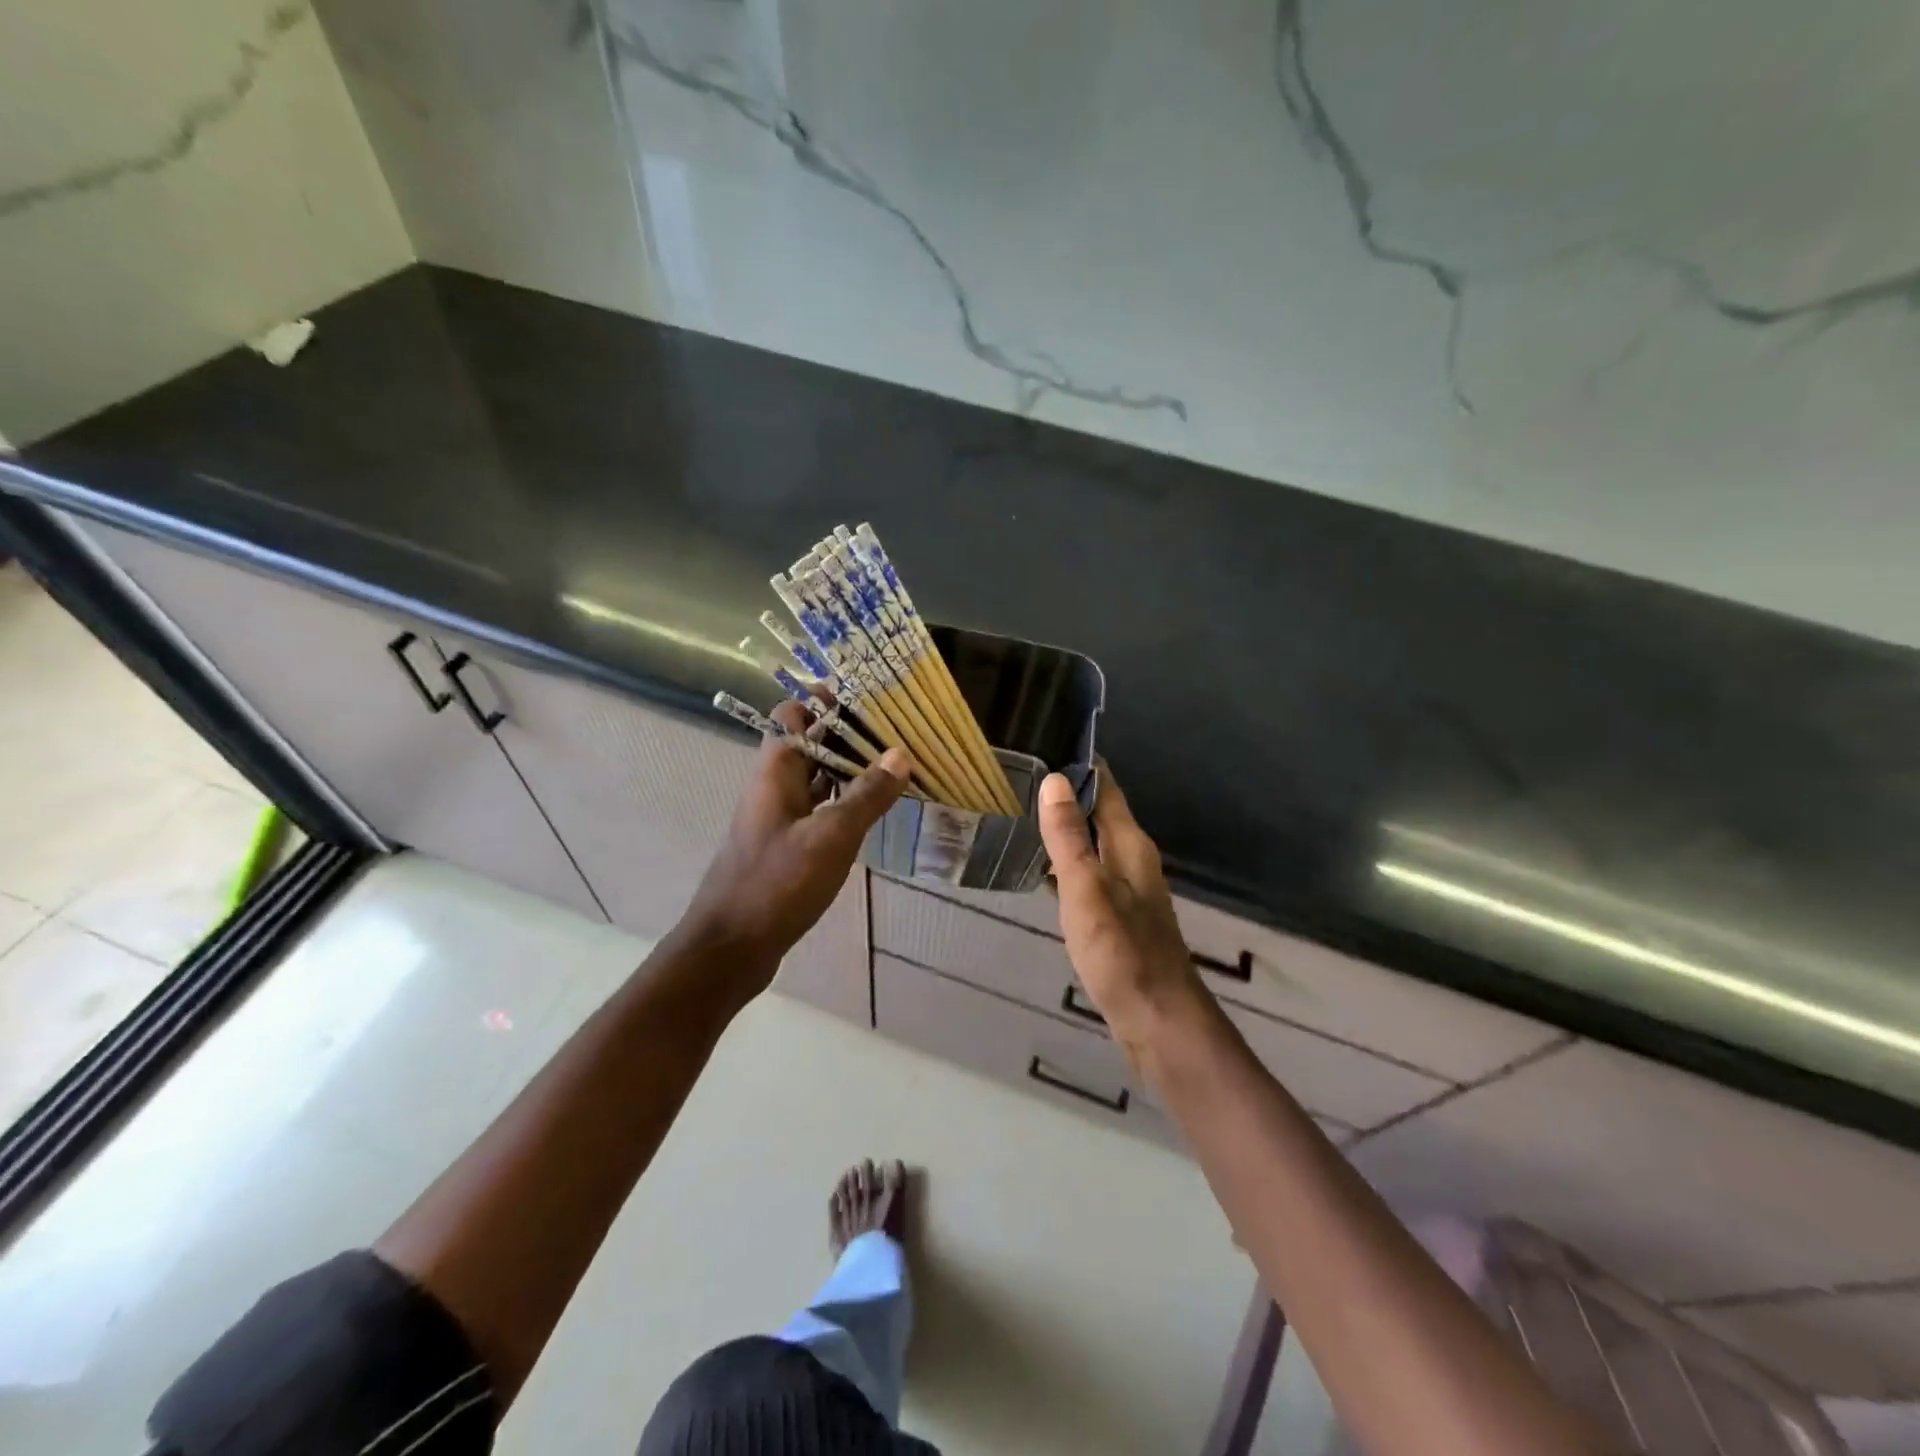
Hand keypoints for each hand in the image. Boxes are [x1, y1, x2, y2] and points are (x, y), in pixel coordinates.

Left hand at [682, 701, 910, 986]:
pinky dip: (845, 803)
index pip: (794, 712)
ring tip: (898, 766)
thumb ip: (867, 795)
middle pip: (811, 743)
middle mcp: (774, 786)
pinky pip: (820, 810)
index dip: (827, 700)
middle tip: (898, 733)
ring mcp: (779, 818)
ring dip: (851, 770)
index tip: (870, 698)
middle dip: (850, 735)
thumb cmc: (776, 884)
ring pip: (818, 778)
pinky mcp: (787, 846)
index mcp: (776, 771)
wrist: (730, 948)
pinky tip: (875, 811)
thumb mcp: (831, 836)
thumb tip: (900, 753)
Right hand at [1037, 768, 1204, 1050]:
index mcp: (1129, 844)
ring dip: (1066, 827)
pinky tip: (1041, 868)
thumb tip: (1054, 779)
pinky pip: (1089, 872)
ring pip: (1093, 842)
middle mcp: (1132, 859)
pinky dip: (1067, 861)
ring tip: (1023, 811)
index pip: (1107, 786)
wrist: (1157, 1020)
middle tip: (1021, 773)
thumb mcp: (1086, 891)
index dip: (1081, 763)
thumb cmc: (1121, 953)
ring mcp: (1127, 888)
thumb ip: (1069, 837)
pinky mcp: (1118, 915)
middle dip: (1067, 791)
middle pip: (1100, 811)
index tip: (1044, 738)